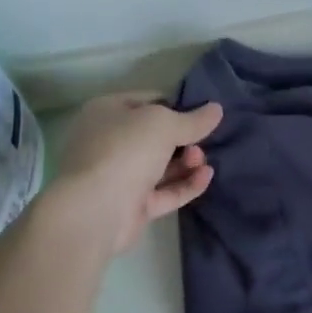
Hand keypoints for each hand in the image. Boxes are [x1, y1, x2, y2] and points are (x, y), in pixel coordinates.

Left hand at [44, 94, 222, 255]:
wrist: (94, 211)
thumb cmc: (125, 151)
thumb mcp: (164, 124)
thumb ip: (193, 119)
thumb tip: (217, 109)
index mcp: (107, 113)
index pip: (148, 101)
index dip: (176, 105)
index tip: (203, 113)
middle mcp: (109, 142)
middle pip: (155, 136)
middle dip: (184, 138)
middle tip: (203, 141)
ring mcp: (119, 176)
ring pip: (161, 165)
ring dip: (187, 161)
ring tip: (203, 161)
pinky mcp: (131, 206)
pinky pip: (164, 192)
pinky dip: (185, 184)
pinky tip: (206, 177)